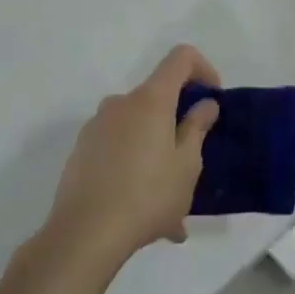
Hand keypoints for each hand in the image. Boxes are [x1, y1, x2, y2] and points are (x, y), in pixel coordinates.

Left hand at [43, 46, 221, 273]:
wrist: (84, 235)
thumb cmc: (147, 195)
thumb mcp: (187, 164)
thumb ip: (197, 127)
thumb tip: (204, 103)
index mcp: (150, 100)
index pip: (180, 58)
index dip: (203, 69)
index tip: (213, 99)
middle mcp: (120, 103)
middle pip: (158, 97)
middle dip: (179, 123)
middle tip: (194, 163)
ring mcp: (96, 127)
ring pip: (138, 129)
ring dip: (158, 154)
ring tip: (171, 204)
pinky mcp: (81, 152)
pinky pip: (119, 150)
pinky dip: (136, 168)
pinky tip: (145, 213)